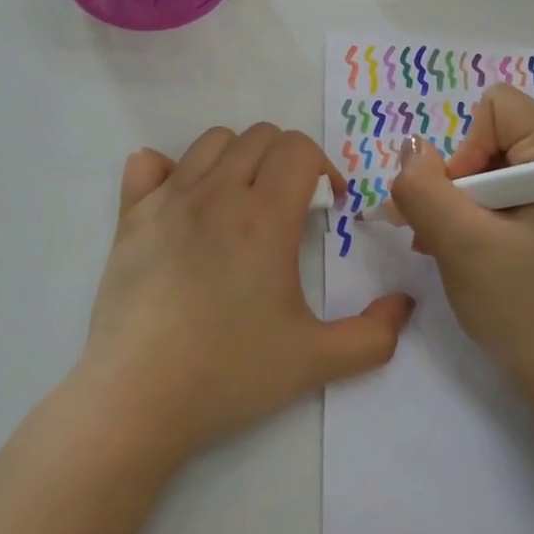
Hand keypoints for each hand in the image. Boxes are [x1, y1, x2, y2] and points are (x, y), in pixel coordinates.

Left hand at [74, 124, 415, 466]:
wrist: (138, 398)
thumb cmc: (230, 373)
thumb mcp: (316, 362)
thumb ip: (374, 335)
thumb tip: (404, 304)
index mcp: (264, 216)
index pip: (299, 148)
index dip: (324, 168)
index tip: (328, 207)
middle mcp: (216, 193)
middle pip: (259, 136)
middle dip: (286, 159)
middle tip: (290, 205)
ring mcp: (167, 201)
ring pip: (210, 142)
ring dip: (237, 158)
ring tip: (241, 201)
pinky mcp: (130, 217)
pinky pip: (147, 164)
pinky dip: (169, 169)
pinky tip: (182, 204)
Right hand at [387, 85, 533, 410]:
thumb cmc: (527, 310)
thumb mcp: (463, 245)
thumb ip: (424, 188)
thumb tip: (411, 149)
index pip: (498, 110)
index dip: (464, 152)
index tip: (462, 208)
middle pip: (492, 139)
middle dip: (456, 183)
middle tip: (439, 235)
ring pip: (492, 170)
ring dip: (459, 205)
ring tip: (445, 248)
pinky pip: (505, 198)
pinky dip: (476, 220)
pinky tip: (463, 254)